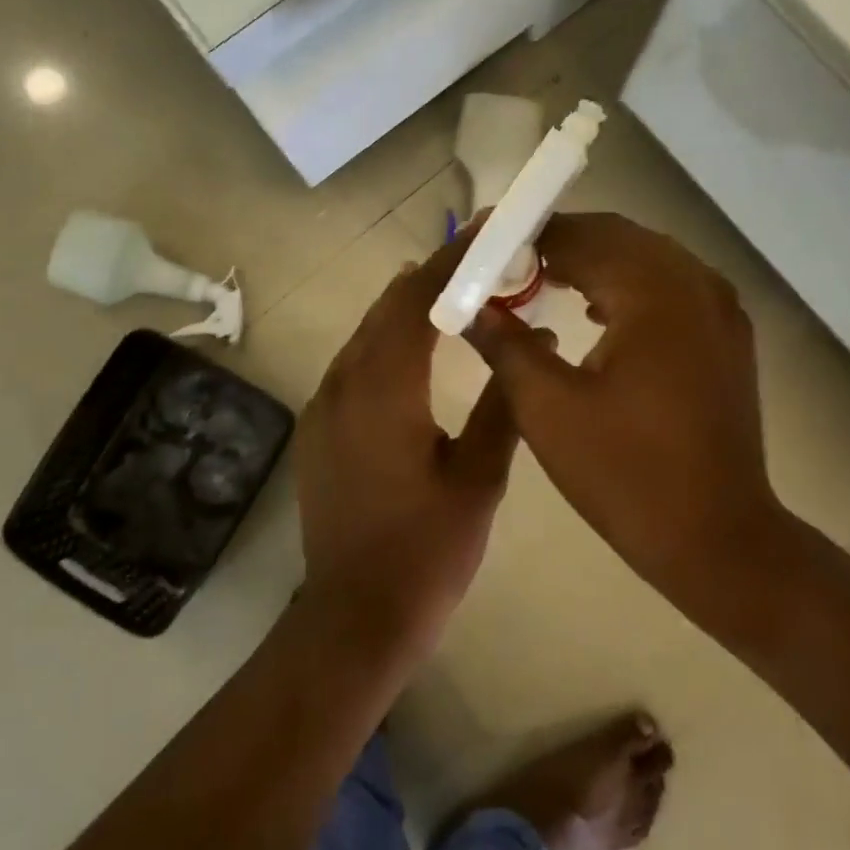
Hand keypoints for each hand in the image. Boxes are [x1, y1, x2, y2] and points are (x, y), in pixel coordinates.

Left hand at [296, 233, 520, 656]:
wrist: (354, 619)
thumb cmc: (426, 552)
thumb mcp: (479, 478)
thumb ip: (503, 402)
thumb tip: (532, 337)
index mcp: (385, 389)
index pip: (417, 299)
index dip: (452, 260)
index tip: (486, 231)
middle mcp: (343, 383)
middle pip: (387, 307)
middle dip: (432, 276)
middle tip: (480, 260)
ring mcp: (323, 406)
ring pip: (367, 334)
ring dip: (407, 308)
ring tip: (456, 294)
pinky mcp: (318, 429)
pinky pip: (354, 364)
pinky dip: (387, 342)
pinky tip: (416, 352)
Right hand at [464, 212, 786, 584]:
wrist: (717, 538)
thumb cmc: (625, 474)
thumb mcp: (547, 408)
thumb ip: (505, 345)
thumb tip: (470, 307)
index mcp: (654, 295)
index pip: (581, 237)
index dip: (528, 237)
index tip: (485, 247)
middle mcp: (695, 284)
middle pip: (618, 237)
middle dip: (560, 243)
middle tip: (508, 264)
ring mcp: (720, 308)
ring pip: (646, 258)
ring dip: (594, 261)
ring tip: (541, 281)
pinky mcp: (727, 334)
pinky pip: (670, 285)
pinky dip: (627, 285)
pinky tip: (594, 310)